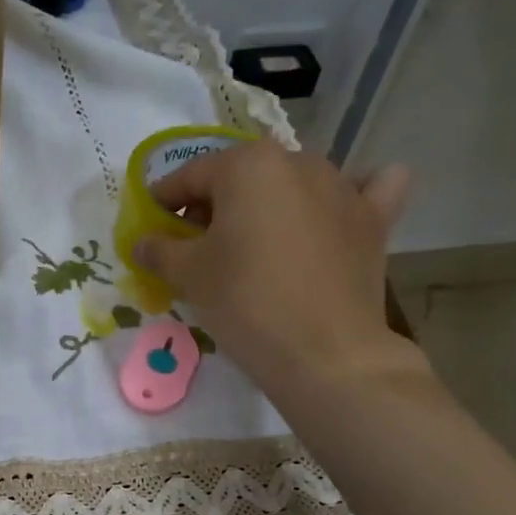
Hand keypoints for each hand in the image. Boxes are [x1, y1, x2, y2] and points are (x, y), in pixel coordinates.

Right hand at [134, 140, 418, 390]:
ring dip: (267, 204)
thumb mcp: (188, 275)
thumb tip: (142, 242)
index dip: (163, 202)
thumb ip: (158, 249)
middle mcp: (298, 161)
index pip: (190, 176)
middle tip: (196, 246)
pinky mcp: (374, 219)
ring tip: (253, 244)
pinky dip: (347, 196)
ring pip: (292, 183)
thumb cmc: (245, 302)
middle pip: (241, 177)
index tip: (150, 226)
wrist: (325, 353)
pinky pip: (363, 190)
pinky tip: (334, 214)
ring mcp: (343, 186)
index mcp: (247, 165)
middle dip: (214, 205)